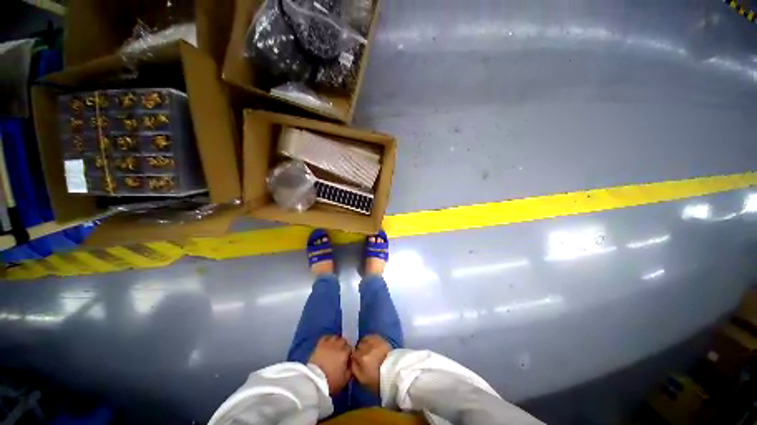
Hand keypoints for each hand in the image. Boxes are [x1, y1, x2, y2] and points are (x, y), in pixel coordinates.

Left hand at [308, 336, 351, 394]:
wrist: (314, 381)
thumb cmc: (331, 381)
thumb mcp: (345, 378)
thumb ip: (351, 368)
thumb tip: (352, 361)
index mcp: (344, 352)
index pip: (350, 347)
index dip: (349, 352)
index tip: (348, 358)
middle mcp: (337, 345)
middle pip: (343, 340)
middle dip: (343, 346)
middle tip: (341, 353)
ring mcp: (328, 343)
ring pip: (335, 337)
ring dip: (336, 342)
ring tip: (334, 348)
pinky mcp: (320, 344)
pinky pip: (326, 337)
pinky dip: (328, 340)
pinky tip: (327, 344)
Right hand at [351, 334, 392, 394]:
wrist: (395, 372)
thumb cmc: (378, 380)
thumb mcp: (363, 380)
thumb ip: (354, 369)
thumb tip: (351, 361)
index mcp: (361, 359)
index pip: (351, 354)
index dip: (354, 357)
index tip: (356, 361)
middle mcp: (366, 348)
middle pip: (357, 346)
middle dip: (359, 350)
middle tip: (363, 356)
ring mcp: (373, 342)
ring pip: (363, 340)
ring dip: (364, 344)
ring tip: (367, 349)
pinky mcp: (379, 338)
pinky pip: (370, 336)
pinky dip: (369, 339)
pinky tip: (371, 344)